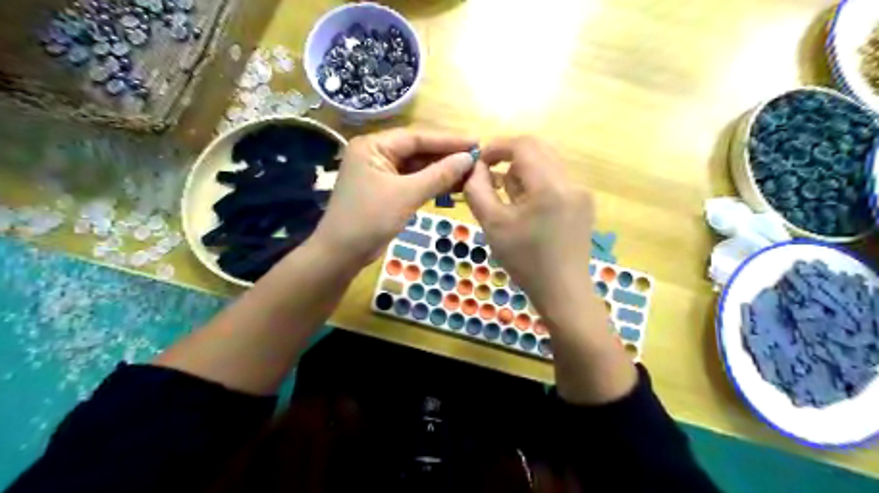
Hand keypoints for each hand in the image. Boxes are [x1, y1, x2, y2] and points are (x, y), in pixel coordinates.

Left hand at [308, 128, 473, 265]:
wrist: (342, 254)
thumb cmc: (370, 219)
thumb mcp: (406, 195)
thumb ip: (439, 175)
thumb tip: (469, 159)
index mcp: (374, 146)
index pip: (417, 137)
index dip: (448, 140)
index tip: (476, 142)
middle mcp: (376, 153)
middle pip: (418, 150)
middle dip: (447, 155)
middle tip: (478, 158)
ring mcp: (381, 173)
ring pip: (417, 167)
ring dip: (442, 171)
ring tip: (471, 172)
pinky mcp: (386, 190)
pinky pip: (413, 181)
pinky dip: (432, 184)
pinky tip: (454, 186)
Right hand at [462, 135, 600, 327]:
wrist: (562, 292)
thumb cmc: (524, 261)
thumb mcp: (492, 225)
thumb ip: (477, 189)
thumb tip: (475, 167)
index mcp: (549, 185)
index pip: (523, 144)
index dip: (497, 147)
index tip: (480, 162)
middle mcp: (571, 181)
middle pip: (538, 149)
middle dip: (510, 157)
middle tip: (491, 179)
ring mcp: (581, 192)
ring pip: (547, 163)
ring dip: (523, 171)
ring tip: (507, 199)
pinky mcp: (584, 204)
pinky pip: (557, 180)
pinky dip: (537, 183)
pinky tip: (527, 208)